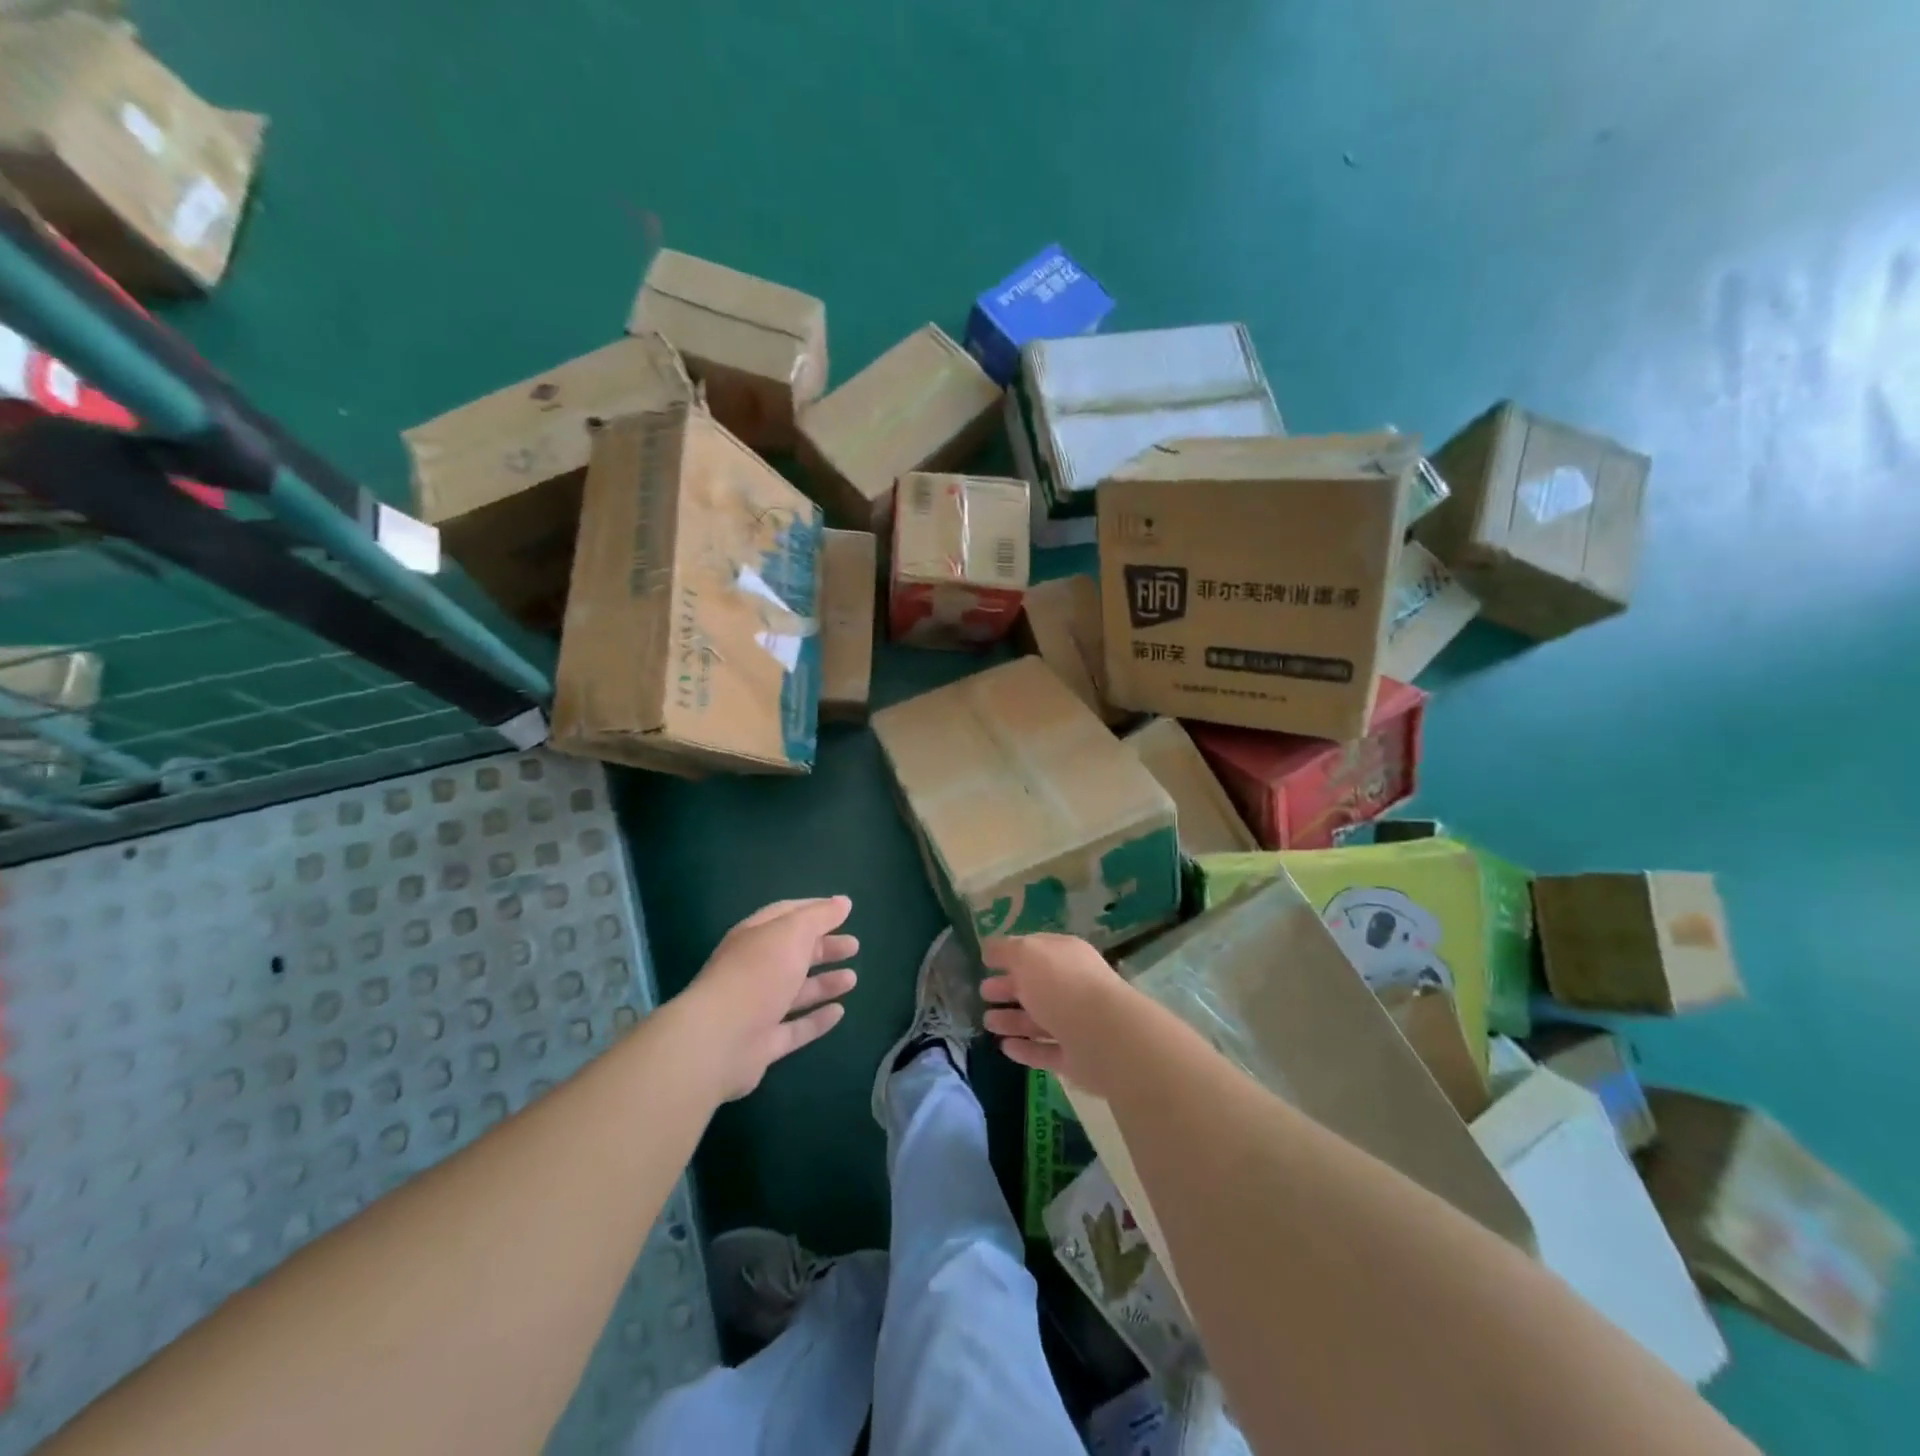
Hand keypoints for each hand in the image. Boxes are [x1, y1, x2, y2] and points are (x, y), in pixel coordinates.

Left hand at [682, 896, 858, 1100]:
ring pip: (796, 991)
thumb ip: (819, 917)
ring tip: (853, 979)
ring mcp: (757, 1008)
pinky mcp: (763, 1043)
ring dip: (824, 983)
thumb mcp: (792, 933)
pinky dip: (817, 1020)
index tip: (843, 910)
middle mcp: (754, 969)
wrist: (718, 1041)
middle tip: (854, 946)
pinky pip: (796, 1028)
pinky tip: (839, 1012)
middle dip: (824, 947)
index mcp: (755, 937)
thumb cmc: (757, 975)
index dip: (815, 911)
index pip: (786, 915)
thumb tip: (843, 902)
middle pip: (793, 954)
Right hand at [980, 933, 1125, 1096]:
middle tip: (983, 992)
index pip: (1035, 950)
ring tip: (987, 1022)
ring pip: (1038, 1019)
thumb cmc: (1062, 985)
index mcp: (1065, 956)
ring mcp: (1075, 1023)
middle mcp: (1072, 986)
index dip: (1010, 954)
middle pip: (1035, 985)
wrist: (1104, 1037)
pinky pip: (1045, 1051)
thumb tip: (989, 949)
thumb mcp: (1027, 955)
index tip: (986, 961)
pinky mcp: (1075, 1057)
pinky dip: (1025, 1049)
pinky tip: (1005, 1048)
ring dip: (1012, 1020)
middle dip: (1008, 987)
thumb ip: (1006, 950)